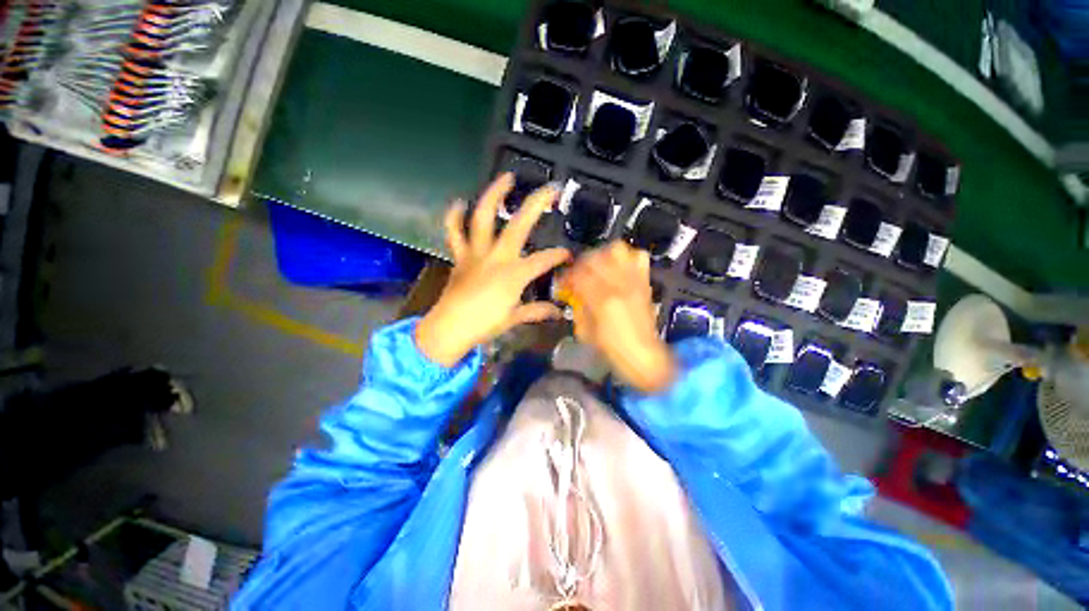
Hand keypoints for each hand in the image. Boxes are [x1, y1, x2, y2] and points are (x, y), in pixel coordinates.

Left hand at [415, 174, 571, 366]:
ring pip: (483, 217)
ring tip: (506, 177)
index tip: (568, 254)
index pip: (543, 259)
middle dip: (537, 205)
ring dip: (494, 195)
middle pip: (518, 225)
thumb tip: (558, 312)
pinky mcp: (460, 255)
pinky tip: (459, 202)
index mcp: (514, 274)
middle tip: (550, 189)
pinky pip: (454, 232)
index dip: (558, 256)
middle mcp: (496, 256)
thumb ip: (537, 311)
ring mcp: (476, 252)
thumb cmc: (484, 324)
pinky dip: (454, 216)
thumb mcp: (515, 318)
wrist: (449, 328)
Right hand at [558, 241, 675, 393]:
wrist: (643, 355)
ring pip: (617, 249)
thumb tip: (574, 292)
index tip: (563, 281)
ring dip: (603, 255)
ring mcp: (634, 281)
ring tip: (599, 266)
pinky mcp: (645, 282)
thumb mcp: (585, 331)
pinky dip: (627, 258)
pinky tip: (619, 268)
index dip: (567, 276)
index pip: (578, 275)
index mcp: (602, 300)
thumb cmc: (612, 349)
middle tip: (578, 273)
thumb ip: (579, 307)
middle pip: (595, 257)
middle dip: (581, 263)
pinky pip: (638, 257)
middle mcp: (619, 285)